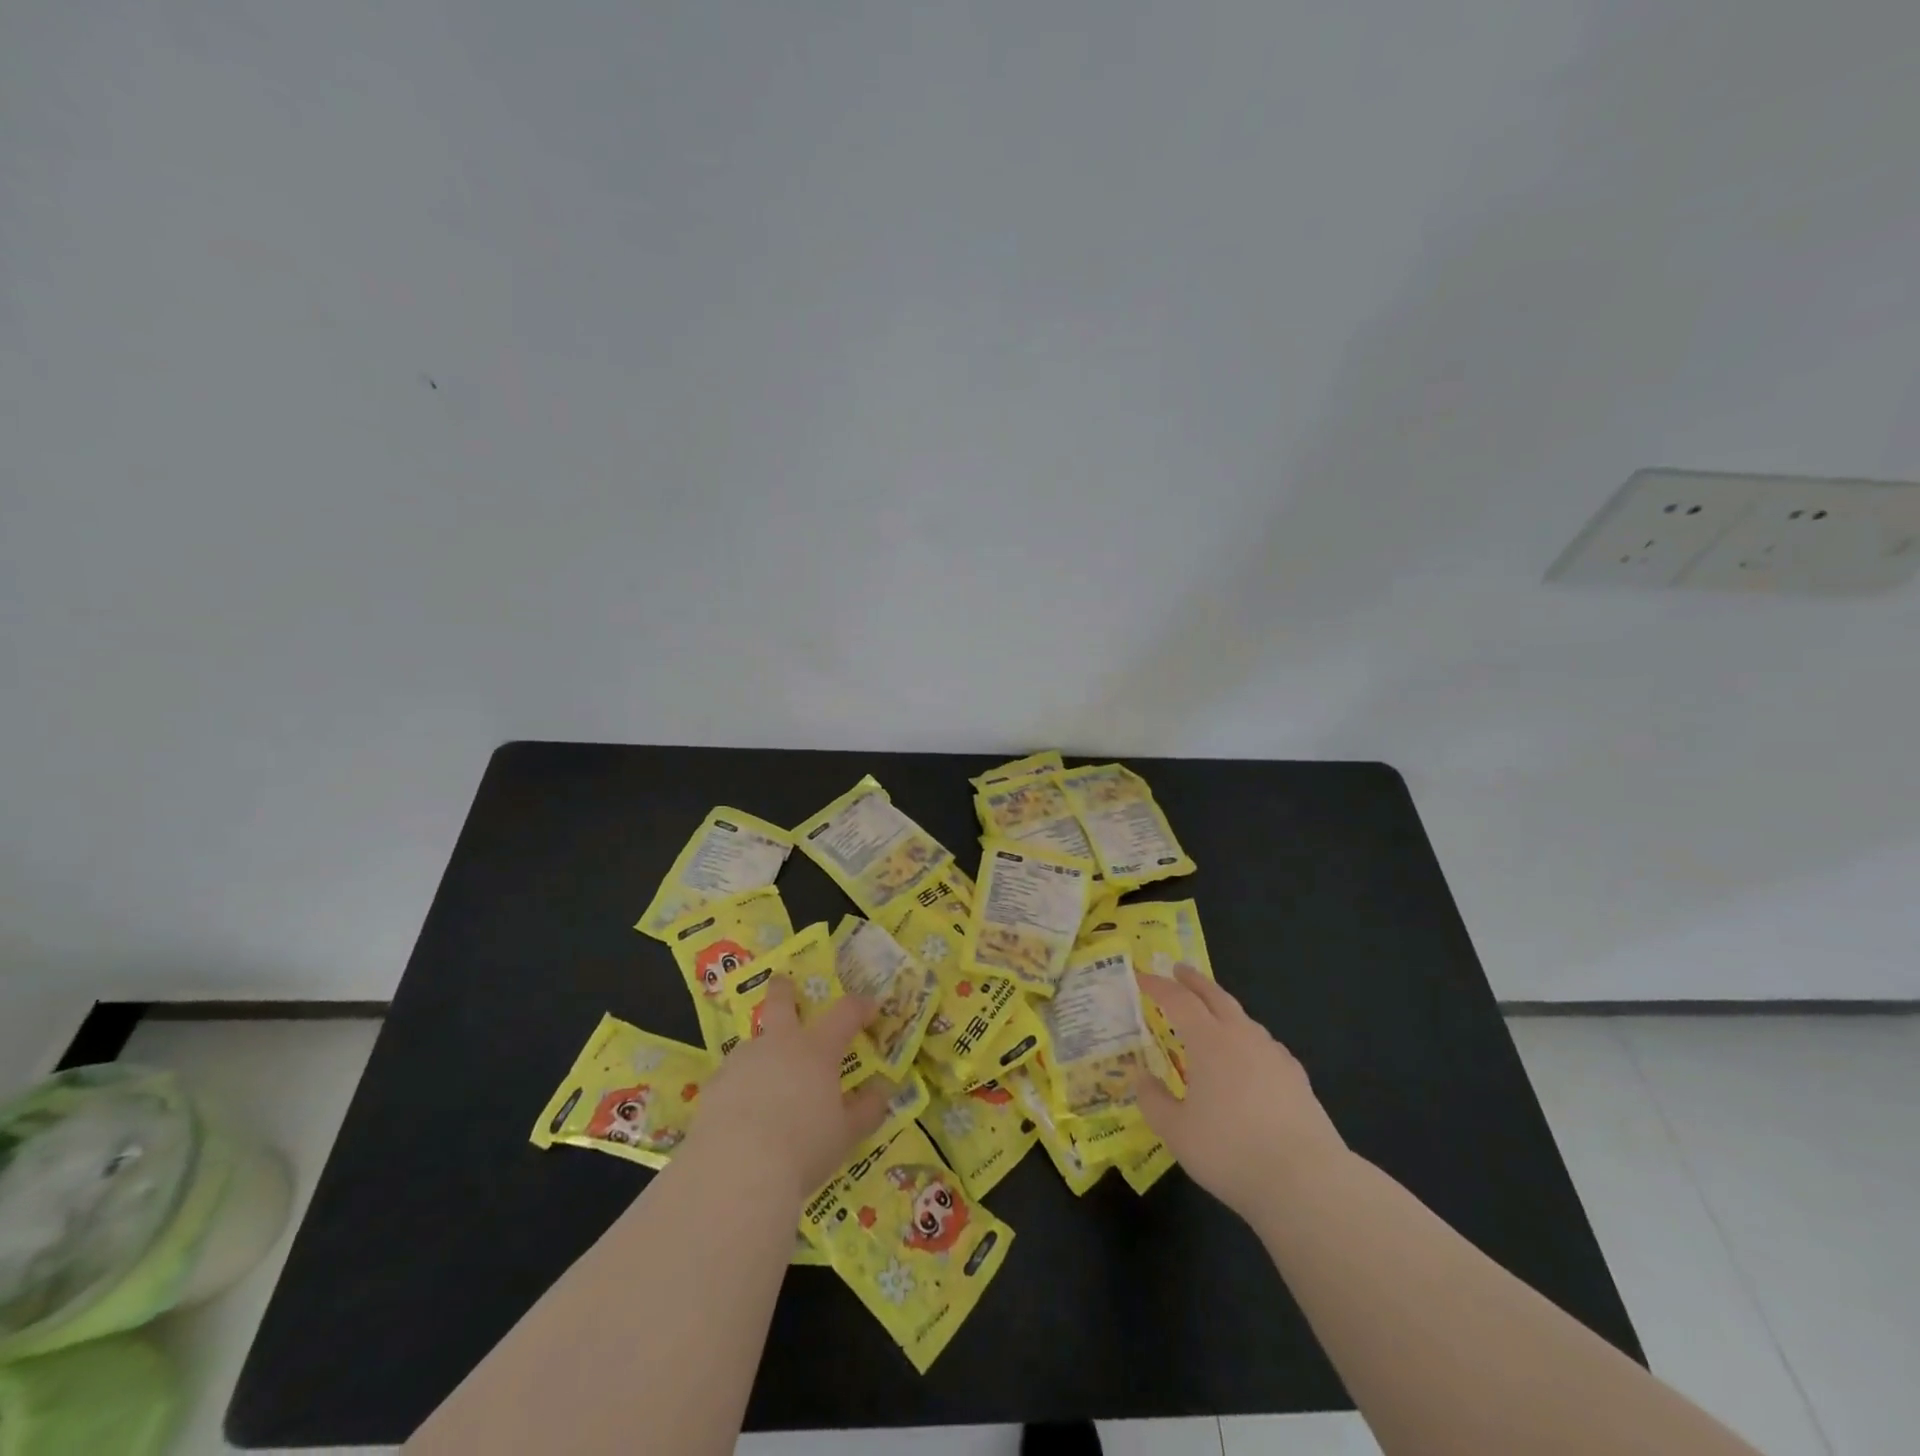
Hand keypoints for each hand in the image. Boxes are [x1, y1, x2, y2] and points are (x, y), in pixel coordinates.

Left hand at [686, 979, 894, 1202]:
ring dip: (761, 1052)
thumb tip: (882, 1092)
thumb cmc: (803, 1147)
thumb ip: (866, 1111)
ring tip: (765, 1081)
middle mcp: (778, 1045)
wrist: (736, 1171)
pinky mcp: (713, 1087)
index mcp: (816, 1050)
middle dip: (783, 990)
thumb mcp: (845, 1135)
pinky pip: (731, 1079)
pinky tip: (741, 1114)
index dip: (860, 1006)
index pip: (845, 1013)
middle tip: (783, 982)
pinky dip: (740, 1088)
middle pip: (780, 1002)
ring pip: (752, 1044)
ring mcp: (742, 1062)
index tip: (871, 1006)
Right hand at [1136, 968, 1347, 1220]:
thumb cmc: (1230, 1151)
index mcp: (1209, 1041)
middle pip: (1215, 996)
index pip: (1178, 1000)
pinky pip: (1265, 1045)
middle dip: (1194, 980)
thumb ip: (1153, 1101)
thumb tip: (1143, 1078)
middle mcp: (1242, 1037)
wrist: (1307, 1181)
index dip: (1157, 986)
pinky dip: (1247, 1039)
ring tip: (1211, 1017)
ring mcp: (1274, 1055)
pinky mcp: (1297, 1078)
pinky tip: (1248, 1059)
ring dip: (1222, 1009)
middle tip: (1178, 970)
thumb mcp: (1176, 1132)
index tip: (1141, 976)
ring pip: (1243, 1019)